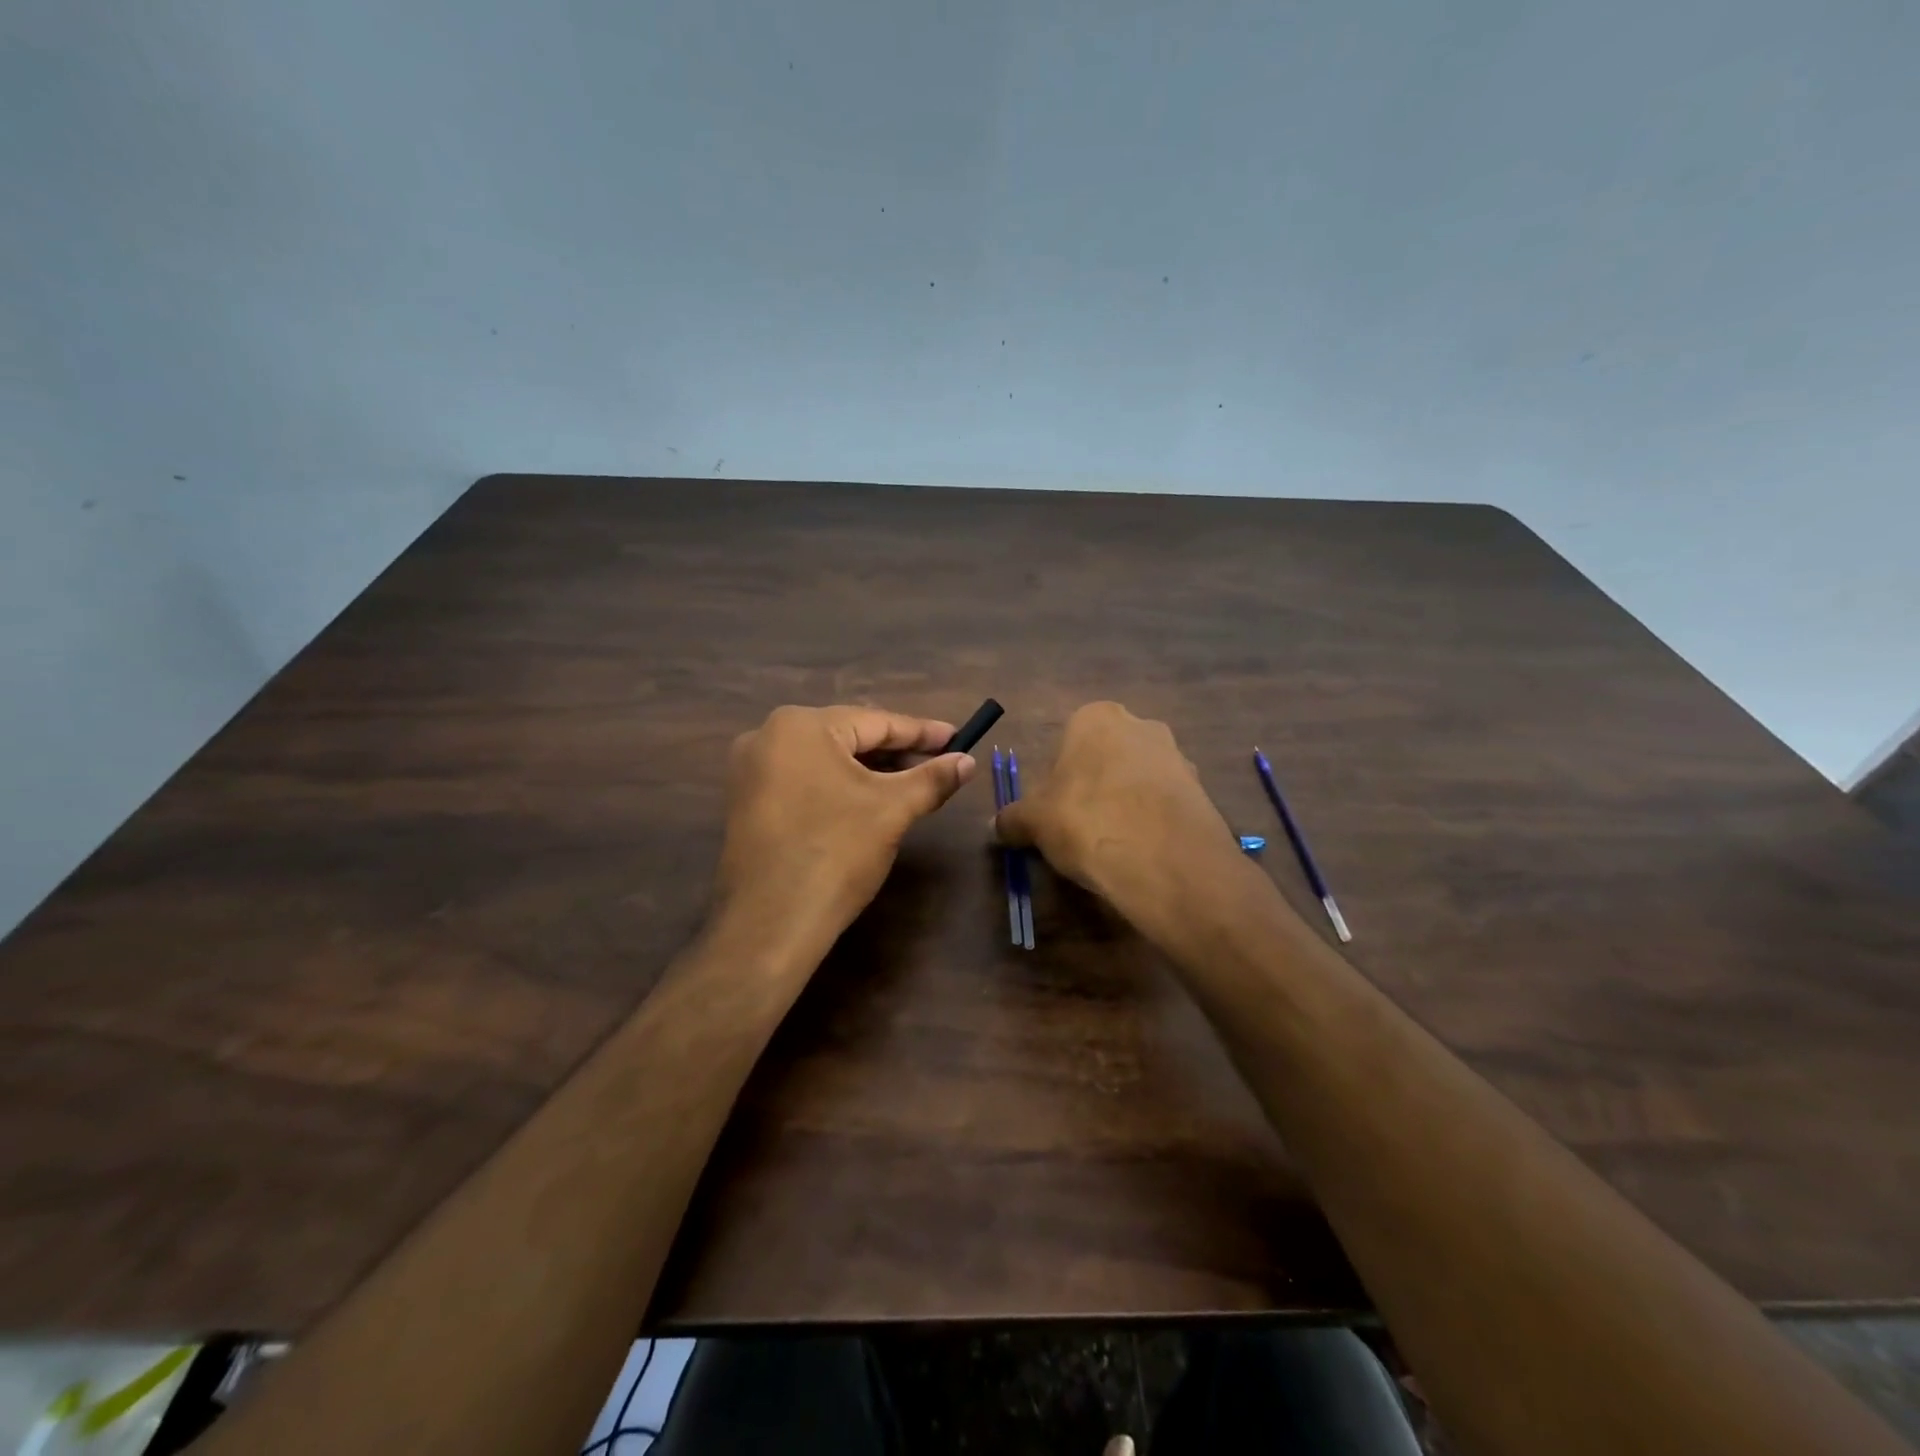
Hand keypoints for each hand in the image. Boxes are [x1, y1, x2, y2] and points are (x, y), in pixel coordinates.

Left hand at [715, 705, 977, 951]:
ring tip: (910, 784)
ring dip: (870, 771)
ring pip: (826, 760)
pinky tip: (867, 802)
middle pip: (849, 737)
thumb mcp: (892, 810)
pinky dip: (839, 787)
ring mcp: (751, 771)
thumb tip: (968, 761)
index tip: (958, 738)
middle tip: (939, 763)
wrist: (771, 924)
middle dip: (896, 752)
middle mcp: (768, 736)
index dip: (922, 732)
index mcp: (801, 726)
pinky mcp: (747, 803)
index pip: (876, 721)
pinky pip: (804, 781)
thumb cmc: (836, 853)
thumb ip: (933, 778)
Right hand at [991, 702, 1236, 935]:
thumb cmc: (1086, 821)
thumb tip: (997, 825)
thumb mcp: (1033, 822)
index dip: (1057, 779)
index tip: (1054, 812)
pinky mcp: (1202, 791)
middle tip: (1081, 827)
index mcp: (1096, 718)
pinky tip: (1143, 853)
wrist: (1165, 860)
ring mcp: (1178, 756)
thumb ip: (1012, 819)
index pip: (1067, 741)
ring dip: (1126, 804)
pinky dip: (1153, 823)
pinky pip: (1165, 804)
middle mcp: (1141, 725)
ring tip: (1114, 845)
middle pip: (1106, 757)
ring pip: (1138, 779)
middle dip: (1094, 787)